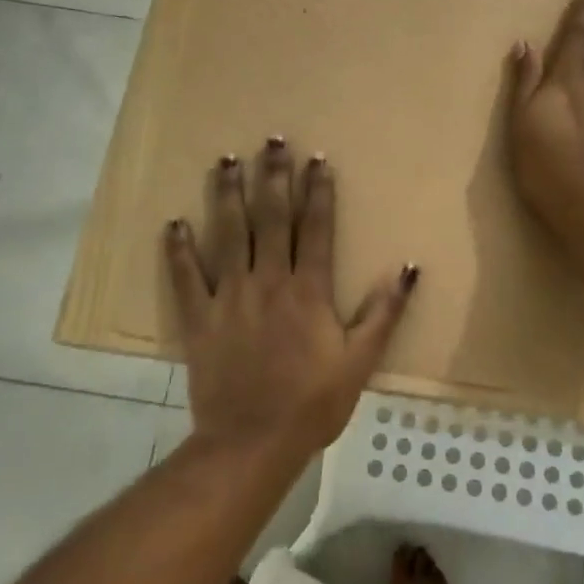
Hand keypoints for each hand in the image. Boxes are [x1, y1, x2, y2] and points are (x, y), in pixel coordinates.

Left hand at [166, 138, 418, 457]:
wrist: (251, 442)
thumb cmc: (312, 403)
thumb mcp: (360, 361)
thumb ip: (384, 312)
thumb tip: (409, 269)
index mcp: (308, 290)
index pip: (316, 228)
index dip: (318, 191)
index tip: (317, 159)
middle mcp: (268, 280)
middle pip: (271, 218)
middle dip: (273, 176)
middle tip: (271, 140)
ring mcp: (230, 296)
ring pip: (228, 234)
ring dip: (227, 195)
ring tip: (225, 160)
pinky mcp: (199, 317)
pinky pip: (186, 276)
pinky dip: (178, 249)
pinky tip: (173, 222)